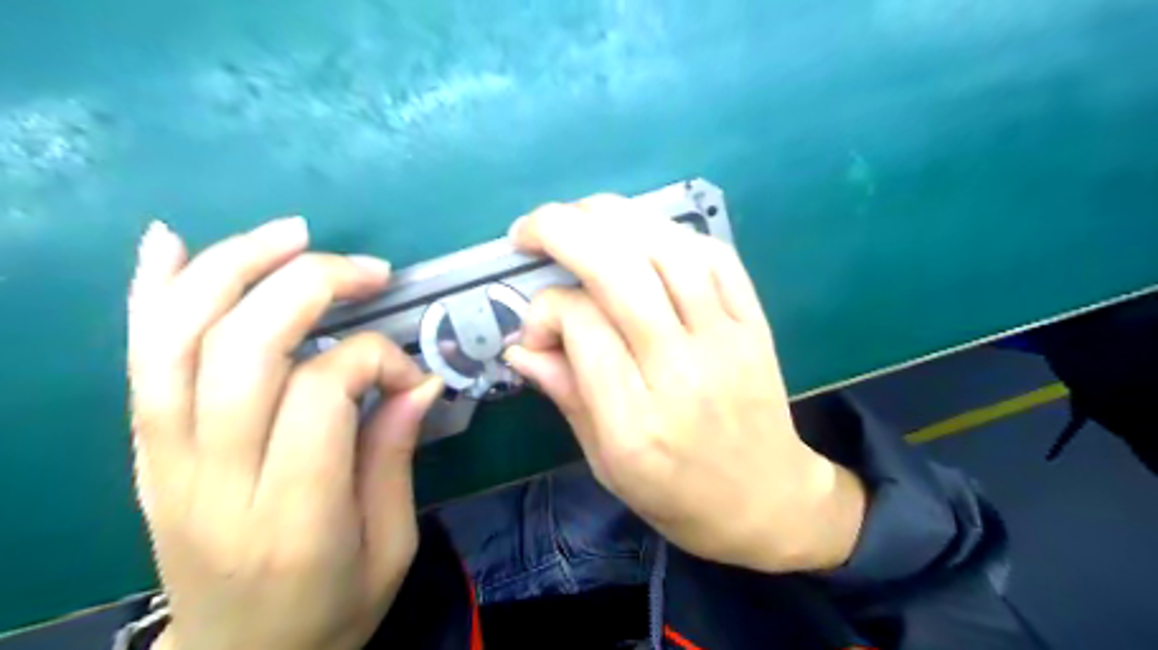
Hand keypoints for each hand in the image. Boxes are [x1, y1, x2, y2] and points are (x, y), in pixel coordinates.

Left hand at [127, 217, 443, 649]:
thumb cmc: (331, 609)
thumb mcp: (391, 545)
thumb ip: (396, 456)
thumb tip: (420, 378)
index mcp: (293, 517)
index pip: (319, 394)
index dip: (373, 359)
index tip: (410, 374)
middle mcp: (214, 481)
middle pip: (242, 350)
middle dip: (311, 287)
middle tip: (369, 270)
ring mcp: (161, 464)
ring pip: (179, 340)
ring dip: (235, 269)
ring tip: (293, 234)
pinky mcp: (142, 453)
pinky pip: (137, 361)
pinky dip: (150, 293)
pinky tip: (170, 242)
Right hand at [507, 196, 868, 570]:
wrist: (767, 500)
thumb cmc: (677, 494)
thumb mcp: (606, 462)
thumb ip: (566, 394)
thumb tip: (519, 344)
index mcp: (636, 421)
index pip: (582, 326)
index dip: (546, 310)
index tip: (537, 329)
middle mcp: (681, 371)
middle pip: (620, 273)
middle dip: (564, 231)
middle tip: (530, 228)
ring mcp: (725, 340)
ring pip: (669, 251)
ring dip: (615, 217)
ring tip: (579, 214)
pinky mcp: (754, 324)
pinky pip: (717, 257)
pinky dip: (673, 233)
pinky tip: (642, 235)